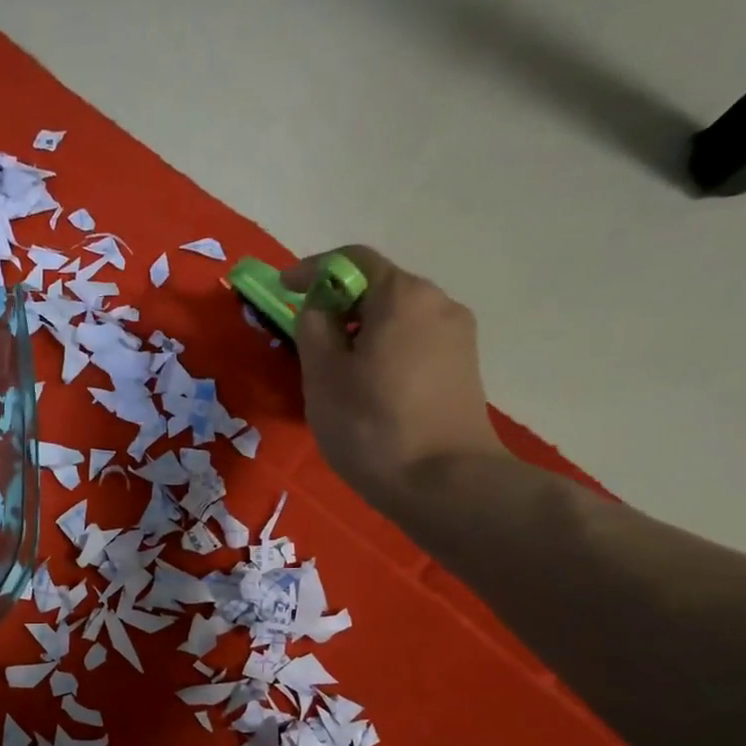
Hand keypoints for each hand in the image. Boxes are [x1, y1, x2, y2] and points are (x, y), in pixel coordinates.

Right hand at [289, 245, 507, 504]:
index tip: (282, 289)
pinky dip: (383, 350)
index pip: (352, 261)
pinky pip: (413, 342)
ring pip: (396, 318)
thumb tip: (319, 308)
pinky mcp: (463, 369)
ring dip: (361, 331)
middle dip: (338, 305)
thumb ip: (313, 327)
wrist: (445, 484)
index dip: (311, 270)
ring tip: (334, 369)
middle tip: (306, 338)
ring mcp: (457, 337)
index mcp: (403, 296)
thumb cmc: (372, 426)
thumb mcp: (323, 375)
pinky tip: (367, 387)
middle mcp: (438, 304)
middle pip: (378, 288)